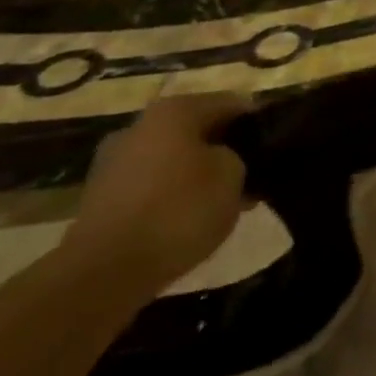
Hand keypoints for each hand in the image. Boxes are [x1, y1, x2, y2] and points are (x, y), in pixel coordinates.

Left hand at [59, 92, 251, 293]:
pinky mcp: (100, 198)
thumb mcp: (234, 175)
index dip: (258, 124)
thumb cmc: (179, 210)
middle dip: (225, 150)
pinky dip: (172, 196)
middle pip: (198, 130)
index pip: (232, 103)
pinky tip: (189, 220)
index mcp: (175, 110)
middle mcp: (140, 126)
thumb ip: (240, 156)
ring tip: (223, 202)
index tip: (275, 147)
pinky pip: (151, 186)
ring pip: (174, 158)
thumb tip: (229, 158)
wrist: (104, 272)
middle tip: (251, 176)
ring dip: (198, 174)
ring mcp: (114, 162)